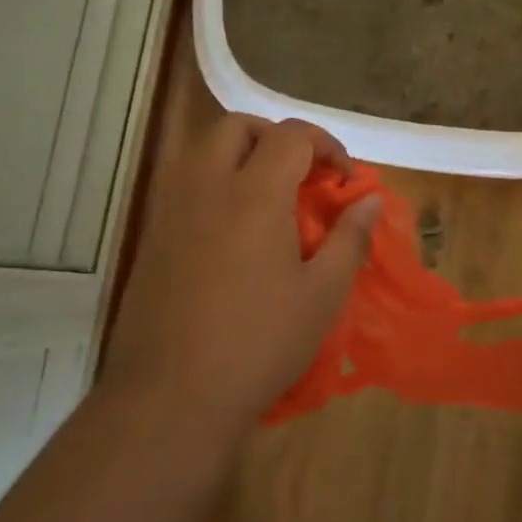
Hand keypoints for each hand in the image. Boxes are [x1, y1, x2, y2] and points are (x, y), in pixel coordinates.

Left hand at [105, 115, 381, 438]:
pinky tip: (232, 230)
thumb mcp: (321, 295)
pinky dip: (214, 183)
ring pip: (202, 149)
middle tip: (302, 174)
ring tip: (269, 196)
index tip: (344, 181)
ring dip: (241, 154)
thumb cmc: (258, 344)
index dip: (326, 146)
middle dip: (276, 137)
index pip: (291, 136)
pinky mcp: (151, 235)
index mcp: (254, 194)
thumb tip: (369, 200)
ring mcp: (171, 209)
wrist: (171, 395)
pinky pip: (184, 184)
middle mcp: (206, 186)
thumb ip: (349, 239)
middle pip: (237, 127)